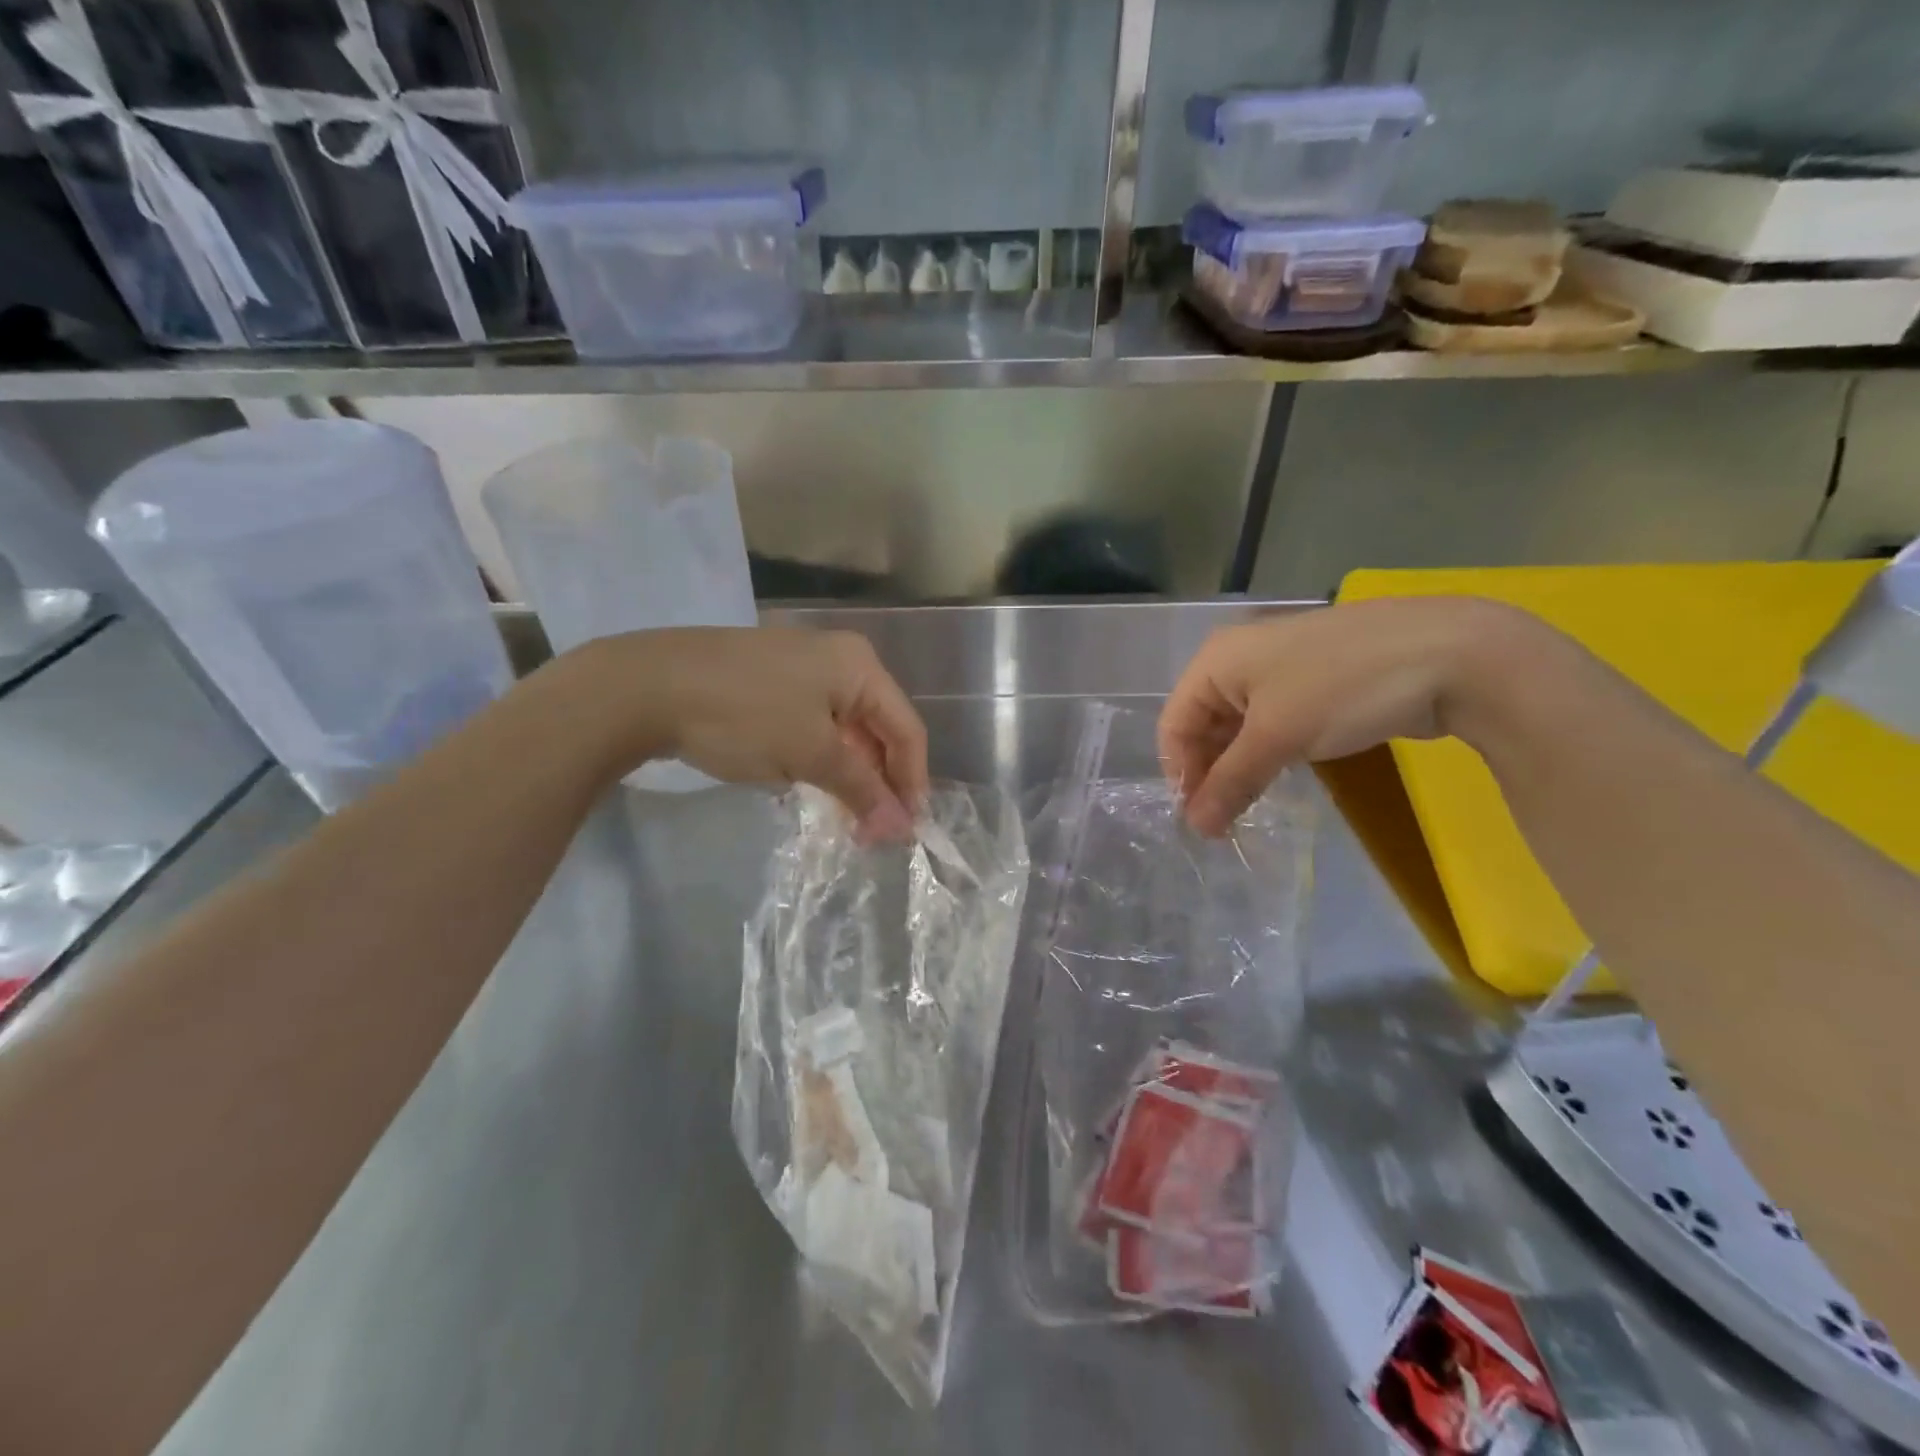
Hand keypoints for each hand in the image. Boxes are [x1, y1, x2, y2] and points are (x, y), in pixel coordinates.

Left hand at [556, 627, 928, 840]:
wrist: (647, 686)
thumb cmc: (744, 715)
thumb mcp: (811, 754)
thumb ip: (861, 789)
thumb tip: (901, 828)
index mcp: (860, 667)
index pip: (906, 730)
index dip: (912, 782)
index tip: (907, 832)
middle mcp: (839, 660)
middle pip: (878, 729)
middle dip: (880, 782)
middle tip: (874, 833)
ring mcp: (802, 668)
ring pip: (845, 730)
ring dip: (851, 775)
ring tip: (847, 820)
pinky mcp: (771, 683)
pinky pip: (814, 725)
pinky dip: (821, 759)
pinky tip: (815, 789)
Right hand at [1159, 597, 1536, 835]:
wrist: (1450, 653)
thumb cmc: (1341, 688)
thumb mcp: (1277, 737)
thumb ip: (1230, 782)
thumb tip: (1196, 828)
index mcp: (1216, 660)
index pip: (1174, 723)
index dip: (1180, 773)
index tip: (1197, 820)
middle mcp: (1239, 661)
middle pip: (1203, 724)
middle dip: (1208, 773)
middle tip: (1221, 822)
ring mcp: (1279, 671)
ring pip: (1239, 727)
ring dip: (1237, 768)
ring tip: (1244, 810)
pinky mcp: (1314, 685)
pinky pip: (1273, 725)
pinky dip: (1267, 755)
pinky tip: (1275, 782)